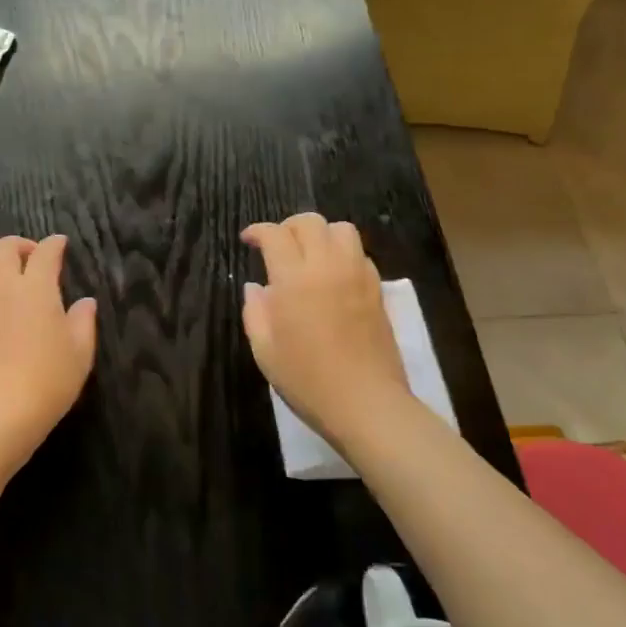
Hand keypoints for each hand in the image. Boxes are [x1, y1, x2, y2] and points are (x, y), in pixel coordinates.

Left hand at [0, 234, 96, 469]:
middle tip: (32, 257)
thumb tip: (86, 302)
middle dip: (19, 245)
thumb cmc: (49, 380)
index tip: (60, 244)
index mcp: (37, 287)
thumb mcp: (80, 352)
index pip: (45, 252)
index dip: (54, 244)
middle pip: (3, 247)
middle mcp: (3, 285)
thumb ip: (84, 321)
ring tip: (5, 274)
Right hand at [241, 214, 408, 450]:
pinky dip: (342, 252)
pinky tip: (332, 275)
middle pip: (310, 222)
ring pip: (341, 229)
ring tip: (308, 254)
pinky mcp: (377, 290)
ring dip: (320, 233)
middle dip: (288, 227)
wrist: (366, 404)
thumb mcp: (264, 349)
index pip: (275, 235)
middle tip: (277, 245)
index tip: (248, 240)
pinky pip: (359, 253)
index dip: (258, 231)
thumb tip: (256, 288)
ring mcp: (357, 276)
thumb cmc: (307, 379)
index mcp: (294, 279)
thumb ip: (256, 311)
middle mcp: (327, 267)